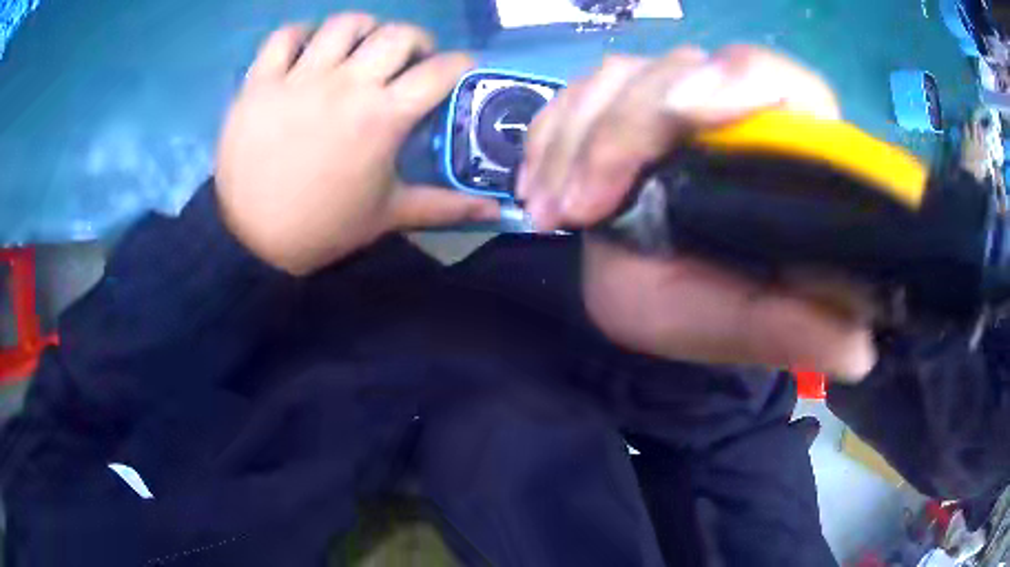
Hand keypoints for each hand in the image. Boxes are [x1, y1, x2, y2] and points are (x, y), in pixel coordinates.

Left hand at [216, 14, 499, 274]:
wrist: (252, 243)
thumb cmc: (323, 229)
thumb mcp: (389, 216)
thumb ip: (446, 207)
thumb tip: (497, 212)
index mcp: (383, 117)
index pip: (441, 70)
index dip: (461, 64)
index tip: (460, 71)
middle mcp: (346, 85)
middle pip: (398, 34)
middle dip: (417, 41)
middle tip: (410, 61)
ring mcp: (299, 79)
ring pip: (344, 24)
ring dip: (363, 30)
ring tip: (360, 49)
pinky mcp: (260, 82)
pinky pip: (284, 36)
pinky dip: (301, 35)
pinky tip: (308, 50)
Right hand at [518, 46, 874, 379]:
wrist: (665, 297)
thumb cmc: (713, 310)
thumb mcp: (748, 329)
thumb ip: (797, 332)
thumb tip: (859, 350)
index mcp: (786, 151)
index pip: (778, 80)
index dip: (737, 79)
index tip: (682, 115)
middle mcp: (734, 110)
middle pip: (680, 69)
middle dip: (620, 128)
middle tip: (577, 206)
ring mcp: (676, 101)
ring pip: (622, 75)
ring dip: (573, 134)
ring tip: (549, 208)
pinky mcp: (628, 106)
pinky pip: (581, 93)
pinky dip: (550, 131)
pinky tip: (536, 183)